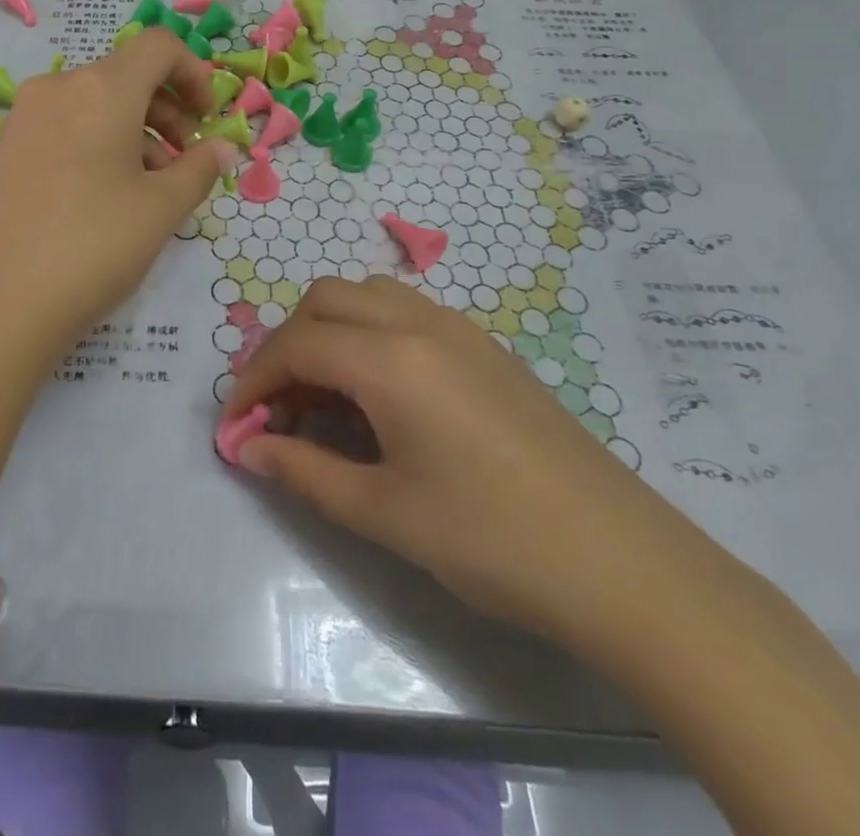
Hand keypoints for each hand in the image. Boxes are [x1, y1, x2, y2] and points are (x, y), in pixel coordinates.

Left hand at [0, 29, 237, 358]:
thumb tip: (222, 148)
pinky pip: (64, 129)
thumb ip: (199, 170)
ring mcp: (23, 120)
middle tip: (185, 162)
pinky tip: (103, 201)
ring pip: (94, 106)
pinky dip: (97, 146)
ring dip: (134, 133)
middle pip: (126, 76)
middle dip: (168, 111)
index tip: (207, 122)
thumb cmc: (91, 247)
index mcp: (101, 89)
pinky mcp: (2, 152)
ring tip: (149, 191)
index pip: (159, 46)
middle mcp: (57, 89)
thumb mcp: (160, 210)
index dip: (195, 74)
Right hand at [223, 275, 719, 652]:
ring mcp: (462, 330)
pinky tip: (383, 395)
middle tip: (281, 405)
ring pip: (370, 296)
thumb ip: (303, 471)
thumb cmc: (490, 539)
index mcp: (390, 358)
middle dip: (289, 343)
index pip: (297, 344)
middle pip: (327, 300)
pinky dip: (372, 335)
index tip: (236, 424)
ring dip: (332, 331)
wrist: (623, 564)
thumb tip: (248, 448)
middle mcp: (421, 323)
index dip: (254, 379)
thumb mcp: (383, 512)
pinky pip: (409, 314)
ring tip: (328, 396)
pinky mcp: (489, 349)